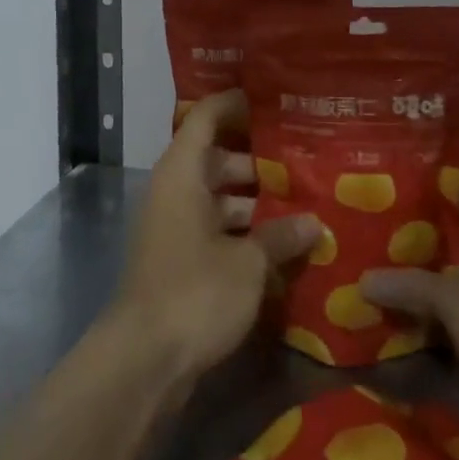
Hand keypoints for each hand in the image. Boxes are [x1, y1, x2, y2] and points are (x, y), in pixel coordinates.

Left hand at [106, 91, 320, 382]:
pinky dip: (243, 232)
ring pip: (218, 198)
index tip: (271, 98)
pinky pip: (215, 230)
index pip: (206, 118)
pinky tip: (282, 245)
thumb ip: (281, 237)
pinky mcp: (179, 261)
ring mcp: (174, 227)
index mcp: (182, 174)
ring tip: (303, 202)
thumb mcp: (247, 263)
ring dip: (254, 201)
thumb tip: (314, 224)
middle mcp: (174, 192)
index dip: (234, 103)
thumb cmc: (195, 292)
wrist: (144, 361)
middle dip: (258, 160)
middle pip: (216, 159)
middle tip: (303, 158)